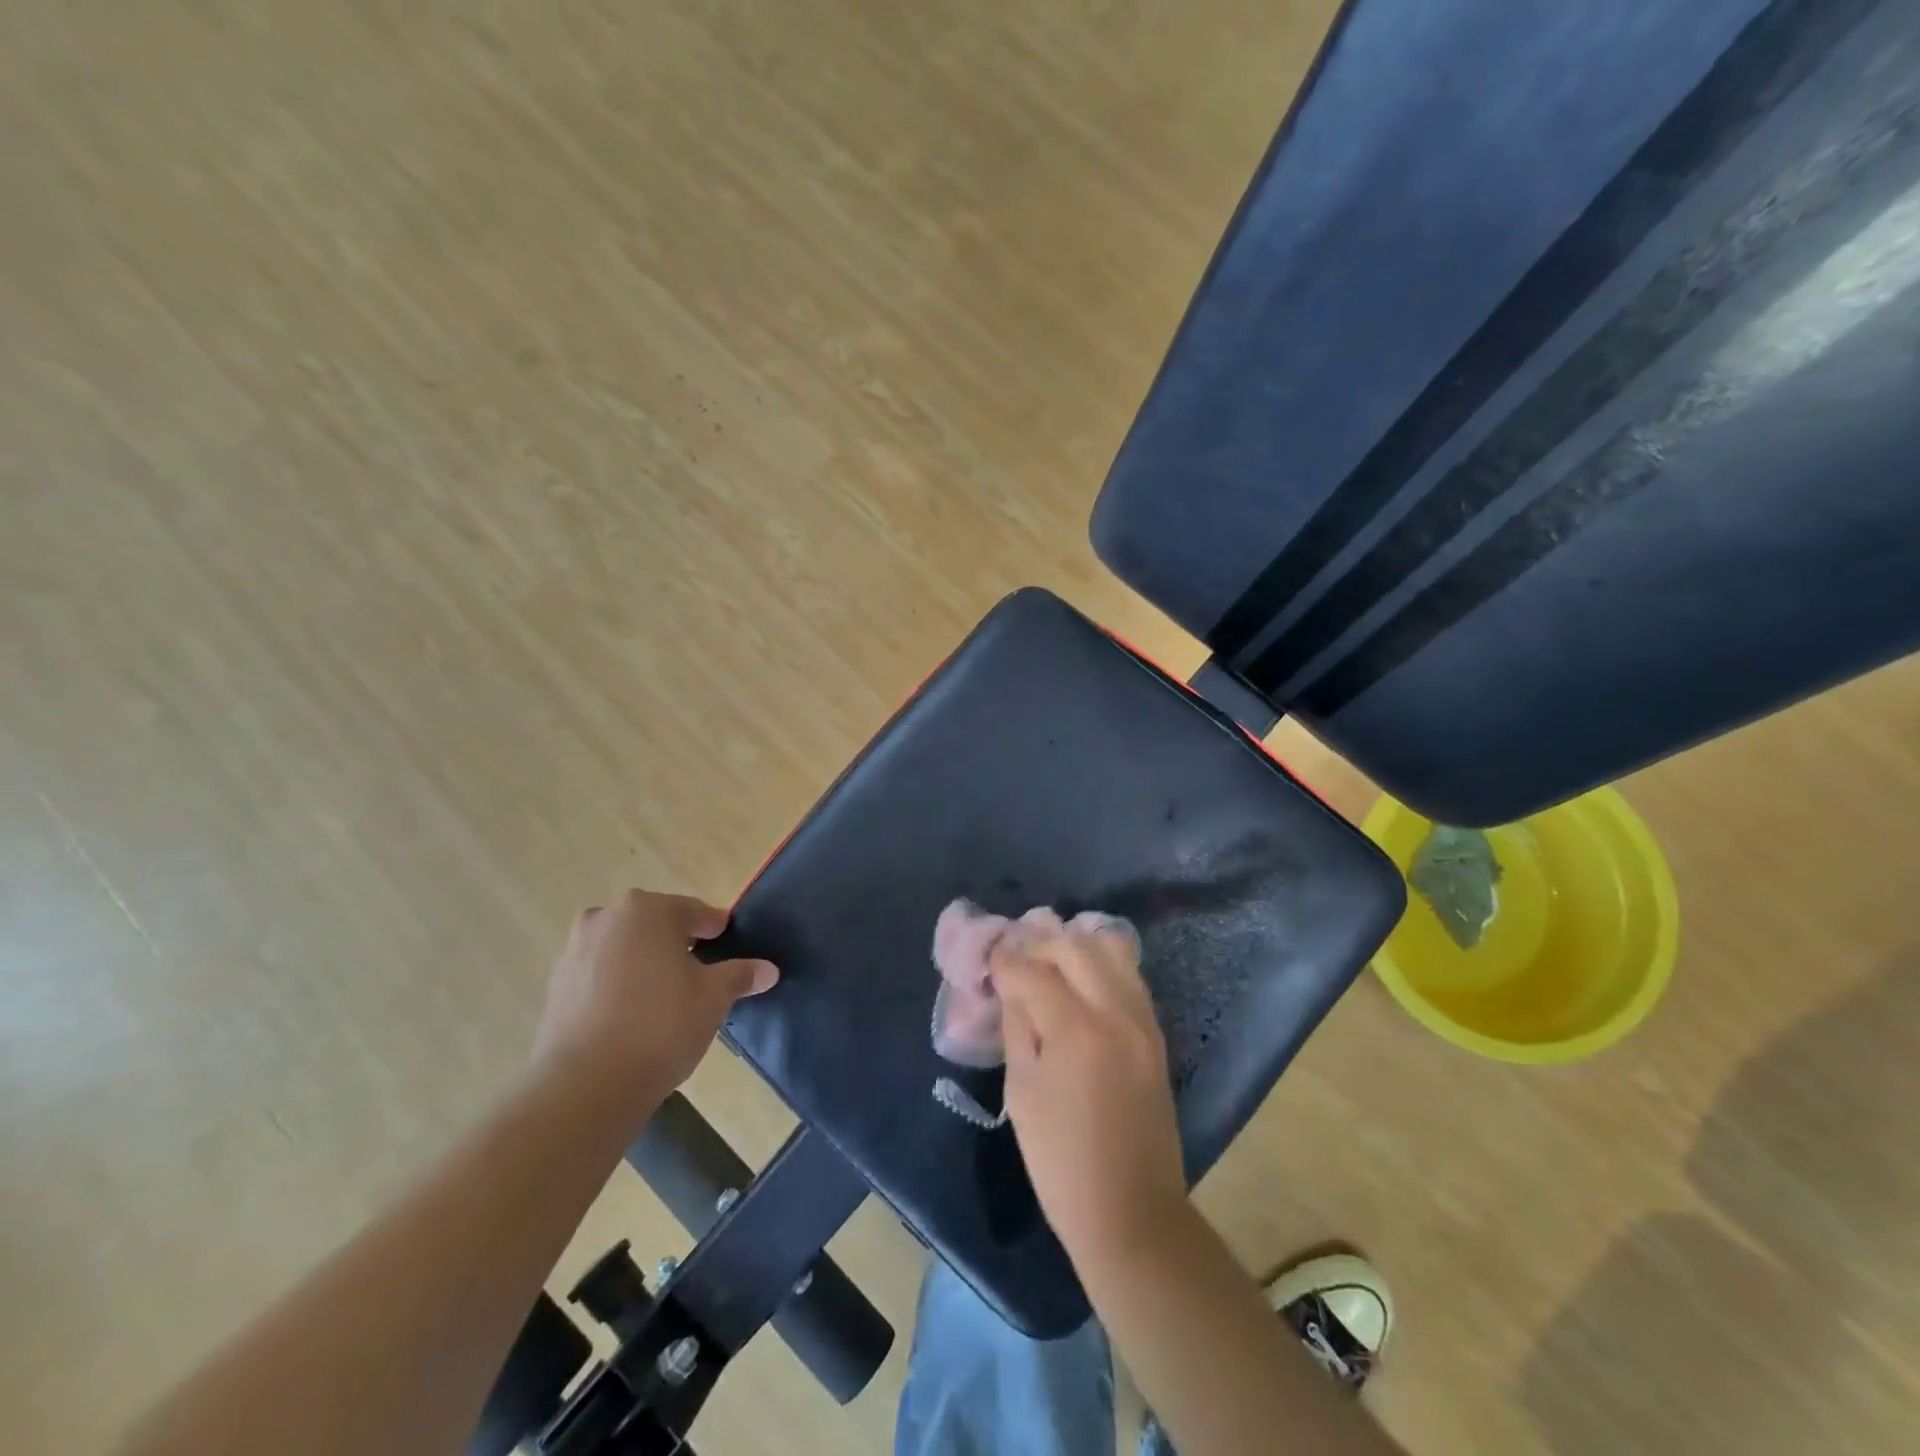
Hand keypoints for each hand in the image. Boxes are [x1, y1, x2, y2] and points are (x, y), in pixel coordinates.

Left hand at [532, 890, 777, 1109]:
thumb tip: (769, 969)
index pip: (694, 911)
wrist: (586, 1086)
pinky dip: (619, 986)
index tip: (730, 947)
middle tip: (701, 974)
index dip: (715, 929)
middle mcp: (606, 919)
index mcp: (647, 909)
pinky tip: (634, 1017)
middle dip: (678, 945)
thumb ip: (740, 975)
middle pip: (655, 926)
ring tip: (667, 999)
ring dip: (646, 964)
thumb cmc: (661, 1025)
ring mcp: (574, 952)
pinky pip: (600, 975)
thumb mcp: (714, 997)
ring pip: (625, 949)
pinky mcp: (555, 987)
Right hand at [993, 917, 1188, 1267]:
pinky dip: (1101, 965)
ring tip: (1049, 962)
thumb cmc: (1062, 1163)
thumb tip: (1011, 987)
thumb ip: (1017, 1028)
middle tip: (1017, 959)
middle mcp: (1116, 1012)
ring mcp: (1143, 1020)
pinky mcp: (1156, 1033)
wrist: (1133, 1212)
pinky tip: (1079, 982)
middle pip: (1076, 945)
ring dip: (1075, 946)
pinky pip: (1129, 975)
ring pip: (1111, 949)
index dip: (1006, 961)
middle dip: (1041, 944)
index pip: (1034, 971)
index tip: (990, 958)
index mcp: (1076, 1031)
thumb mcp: (1022, 1094)